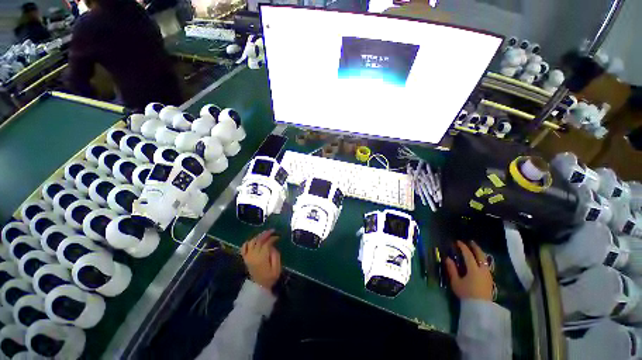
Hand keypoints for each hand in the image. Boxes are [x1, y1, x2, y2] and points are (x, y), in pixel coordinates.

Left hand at [241, 229, 281, 289]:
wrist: (259, 286)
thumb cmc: (270, 277)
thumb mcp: (276, 268)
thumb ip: (276, 255)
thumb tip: (273, 246)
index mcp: (261, 258)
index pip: (266, 243)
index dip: (272, 238)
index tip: (278, 237)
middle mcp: (253, 255)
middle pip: (258, 240)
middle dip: (266, 234)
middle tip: (272, 230)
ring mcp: (248, 256)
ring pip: (251, 242)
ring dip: (258, 236)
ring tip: (265, 234)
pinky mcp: (245, 258)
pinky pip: (244, 247)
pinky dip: (248, 242)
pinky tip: (254, 240)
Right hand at [445, 241, 493, 300]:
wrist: (480, 308)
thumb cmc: (466, 294)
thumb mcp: (456, 282)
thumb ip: (452, 269)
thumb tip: (448, 258)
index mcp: (473, 269)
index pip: (468, 255)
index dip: (463, 247)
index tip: (458, 242)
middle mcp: (482, 270)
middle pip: (480, 255)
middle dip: (475, 247)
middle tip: (470, 242)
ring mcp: (488, 275)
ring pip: (485, 260)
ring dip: (480, 253)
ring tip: (475, 250)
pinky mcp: (490, 279)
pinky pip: (486, 265)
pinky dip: (482, 260)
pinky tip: (479, 261)